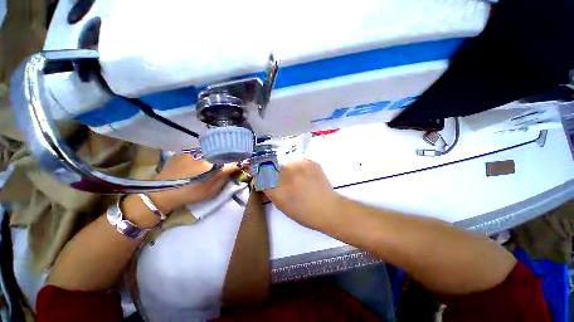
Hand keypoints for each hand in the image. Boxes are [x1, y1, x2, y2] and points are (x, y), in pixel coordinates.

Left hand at [149, 154, 238, 212]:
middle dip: (231, 156)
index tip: (246, 163)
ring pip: (213, 150)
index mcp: (212, 167)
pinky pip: (202, 150)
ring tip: (218, 160)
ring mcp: (194, 151)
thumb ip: (224, 178)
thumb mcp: (211, 191)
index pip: (232, 162)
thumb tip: (235, 169)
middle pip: (224, 153)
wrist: (162, 192)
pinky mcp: (186, 150)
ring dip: (218, 154)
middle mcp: (205, 155)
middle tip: (233, 161)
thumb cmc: (189, 194)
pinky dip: (207, 154)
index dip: (241, 162)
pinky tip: (203, 160)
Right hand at [263, 160, 339, 229]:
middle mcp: (285, 173)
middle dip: (272, 172)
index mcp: (276, 188)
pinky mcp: (309, 161)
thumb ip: (269, 191)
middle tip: (282, 180)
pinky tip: (305, 177)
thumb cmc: (303, 213)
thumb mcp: (281, 205)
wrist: (328, 208)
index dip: (260, 176)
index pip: (259, 175)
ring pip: (285, 163)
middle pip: (270, 166)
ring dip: (286, 170)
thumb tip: (262, 181)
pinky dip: (298, 168)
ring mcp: (299, 165)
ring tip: (296, 179)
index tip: (263, 179)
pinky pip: (297, 162)